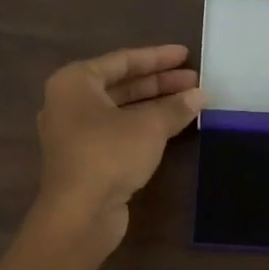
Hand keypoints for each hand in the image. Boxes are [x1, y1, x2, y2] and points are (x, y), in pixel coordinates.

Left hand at [34, 44, 205, 254]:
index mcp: (75, 82)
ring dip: (154, 105)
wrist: (79, 214)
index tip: (186, 55)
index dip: (157, 58)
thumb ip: (175, 107)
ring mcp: (74, 133)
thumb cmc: (109, 155)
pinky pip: (117, 131)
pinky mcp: (84, 159)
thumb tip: (200, 95)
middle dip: (159, 82)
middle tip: (194, 80)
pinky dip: (143, 126)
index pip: (122, 61)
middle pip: (121, 85)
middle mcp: (69, 103)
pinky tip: (171, 127)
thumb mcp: (149, 127)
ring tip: (190, 101)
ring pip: (120, 110)